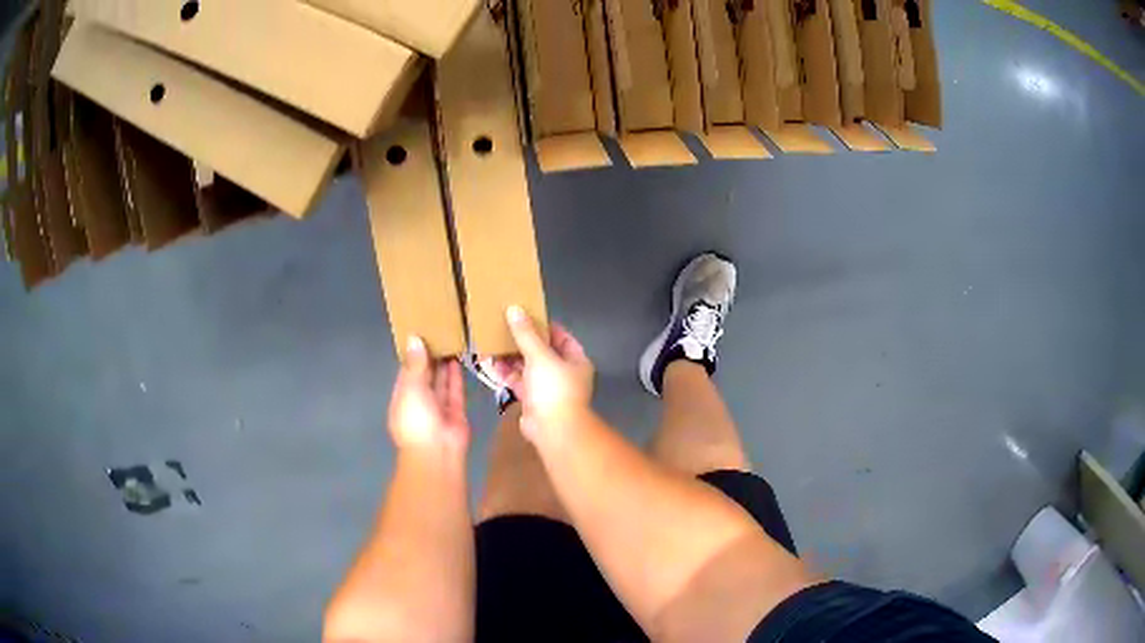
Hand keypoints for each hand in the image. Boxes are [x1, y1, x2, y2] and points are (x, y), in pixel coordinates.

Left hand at [387, 337, 469, 453]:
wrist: (437, 453)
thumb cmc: (416, 420)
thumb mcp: (410, 388)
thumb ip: (415, 364)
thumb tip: (413, 338)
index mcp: (402, 397)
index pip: (407, 371)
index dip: (413, 354)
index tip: (420, 333)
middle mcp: (419, 401)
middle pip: (424, 375)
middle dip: (429, 357)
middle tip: (437, 332)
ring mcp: (438, 408)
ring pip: (440, 382)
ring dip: (443, 364)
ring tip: (449, 341)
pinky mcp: (456, 412)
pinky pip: (455, 390)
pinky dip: (455, 376)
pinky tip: (457, 359)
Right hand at [493, 306, 593, 444]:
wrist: (553, 430)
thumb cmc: (554, 388)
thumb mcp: (539, 355)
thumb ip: (526, 333)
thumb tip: (514, 309)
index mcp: (575, 360)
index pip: (561, 336)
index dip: (544, 325)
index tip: (524, 315)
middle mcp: (563, 372)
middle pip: (541, 351)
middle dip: (522, 342)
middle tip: (502, 328)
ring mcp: (547, 388)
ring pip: (527, 367)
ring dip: (510, 357)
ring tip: (492, 343)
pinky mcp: (532, 400)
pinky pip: (518, 382)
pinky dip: (505, 374)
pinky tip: (489, 363)